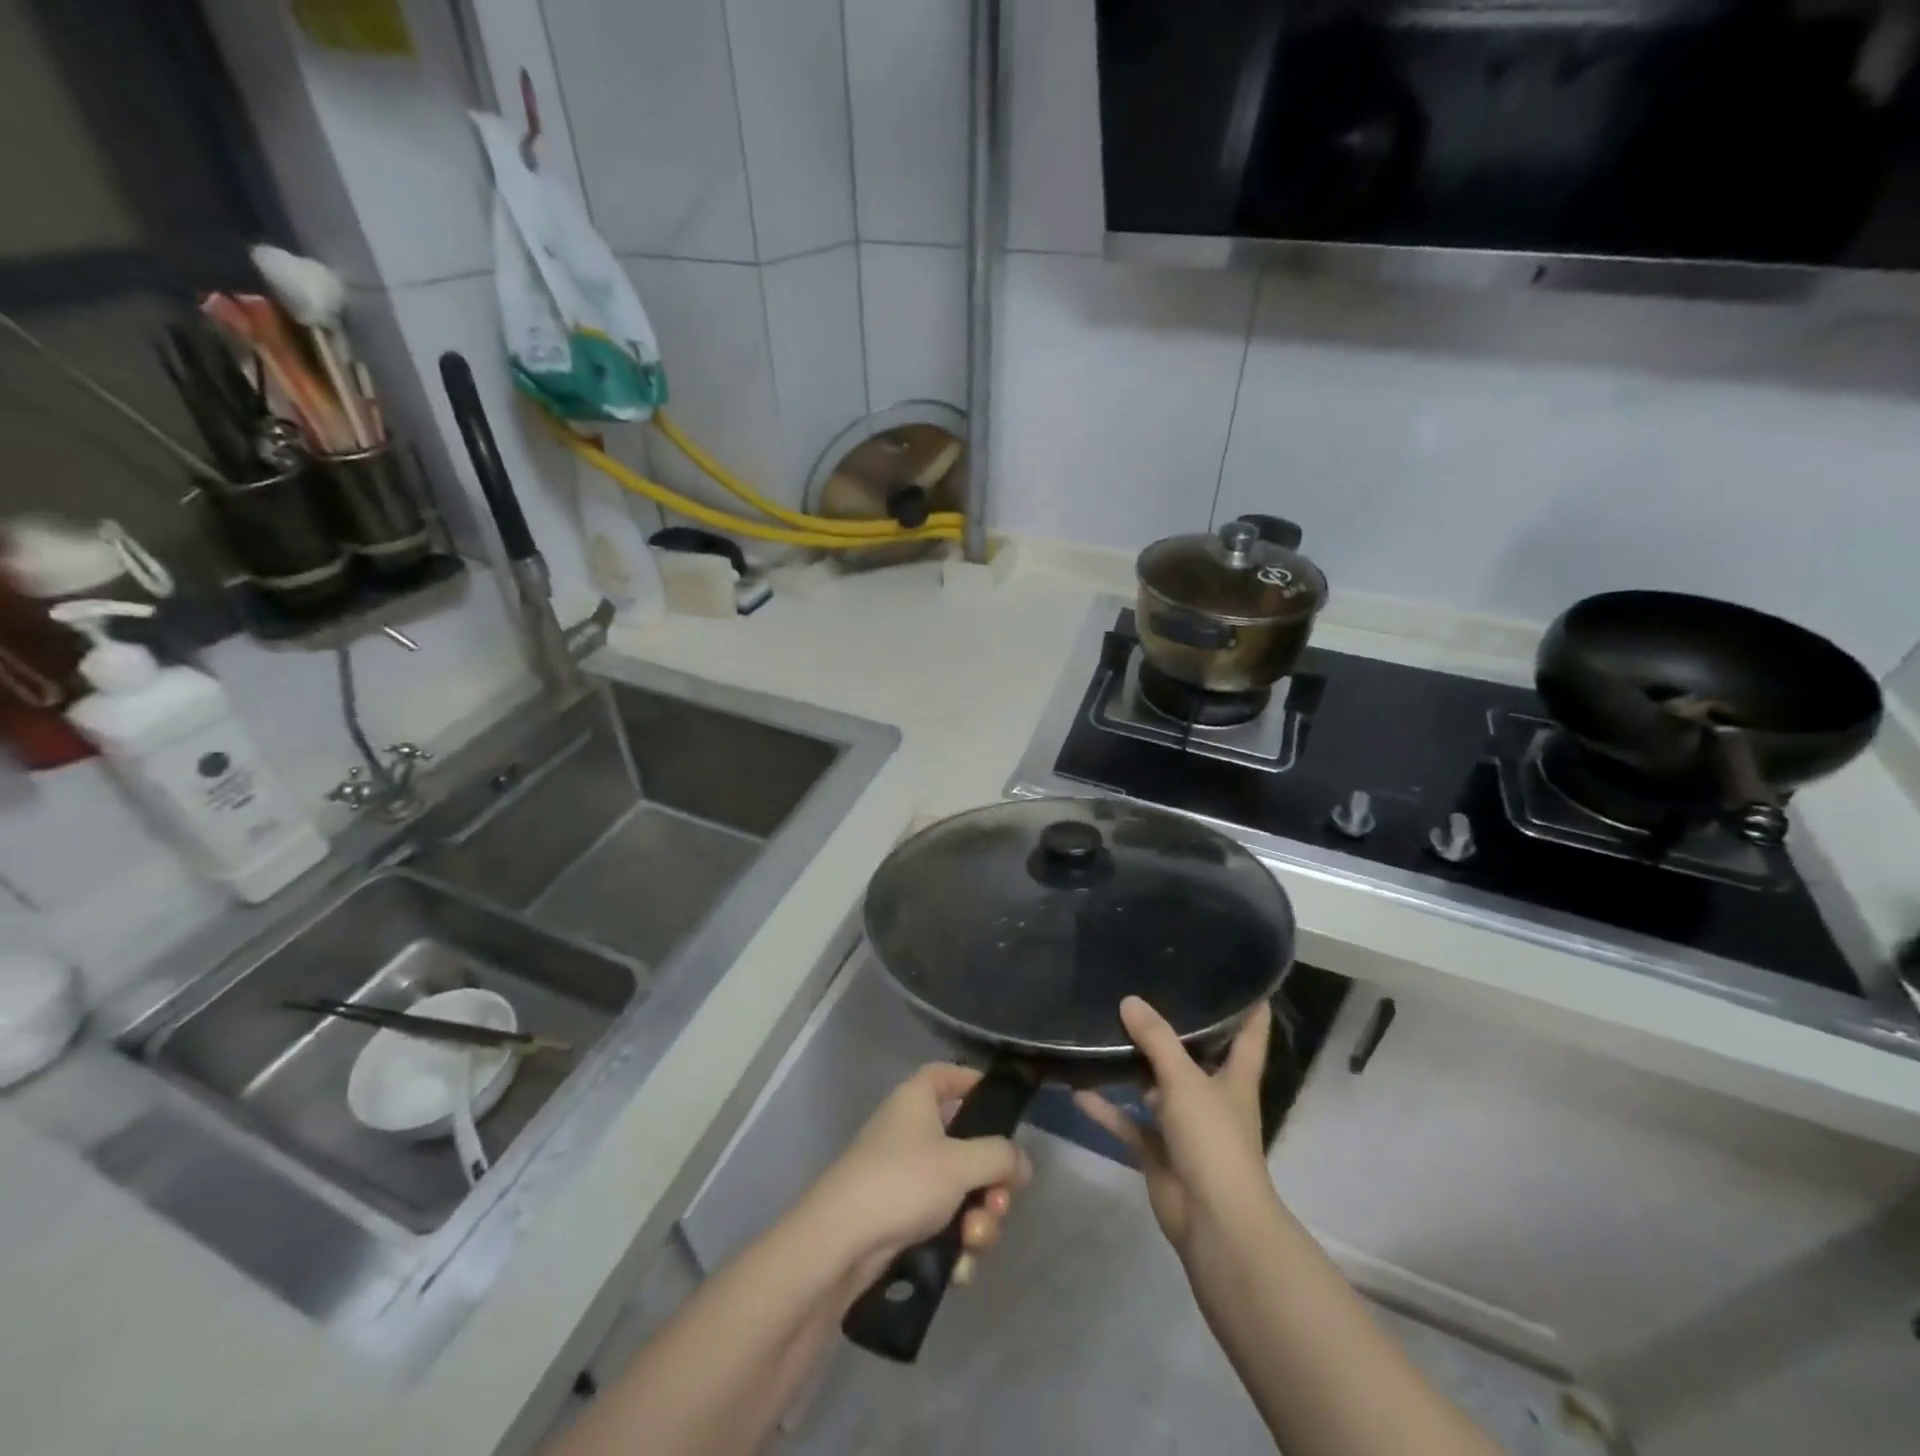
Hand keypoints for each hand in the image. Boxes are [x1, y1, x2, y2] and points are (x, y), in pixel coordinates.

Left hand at [803, 1064, 1032, 1290]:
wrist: (839, 1245)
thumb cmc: (900, 1182)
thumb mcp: (959, 1163)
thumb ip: (1000, 1157)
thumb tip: (1022, 1163)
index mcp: (917, 1100)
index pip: (948, 1074)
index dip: (975, 1083)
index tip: (1003, 1109)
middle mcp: (911, 1131)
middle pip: (967, 1144)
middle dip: (991, 1182)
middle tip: (999, 1204)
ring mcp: (905, 1177)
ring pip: (960, 1191)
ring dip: (978, 1219)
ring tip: (974, 1241)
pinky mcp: (901, 1218)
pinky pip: (943, 1223)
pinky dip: (955, 1244)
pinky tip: (959, 1268)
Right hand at [1076, 998, 1275, 1256]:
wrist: (1213, 1222)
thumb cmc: (1214, 1140)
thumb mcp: (1185, 1080)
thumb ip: (1156, 1039)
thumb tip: (1129, 1000)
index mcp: (1235, 1077)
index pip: (1250, 1033)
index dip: (1250, 1004)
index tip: (1240, 975)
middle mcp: (1212, 1096)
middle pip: (1195, 1055)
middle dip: (1174, 1029)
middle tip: (1145, 989)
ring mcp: (1185, 1125)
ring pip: (1156, 1087)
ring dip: (1134, 1067)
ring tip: (1104, 1030)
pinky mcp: (1159, 1151)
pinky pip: (1129, 1122)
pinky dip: (1106, 1109)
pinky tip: (1077, 1090)